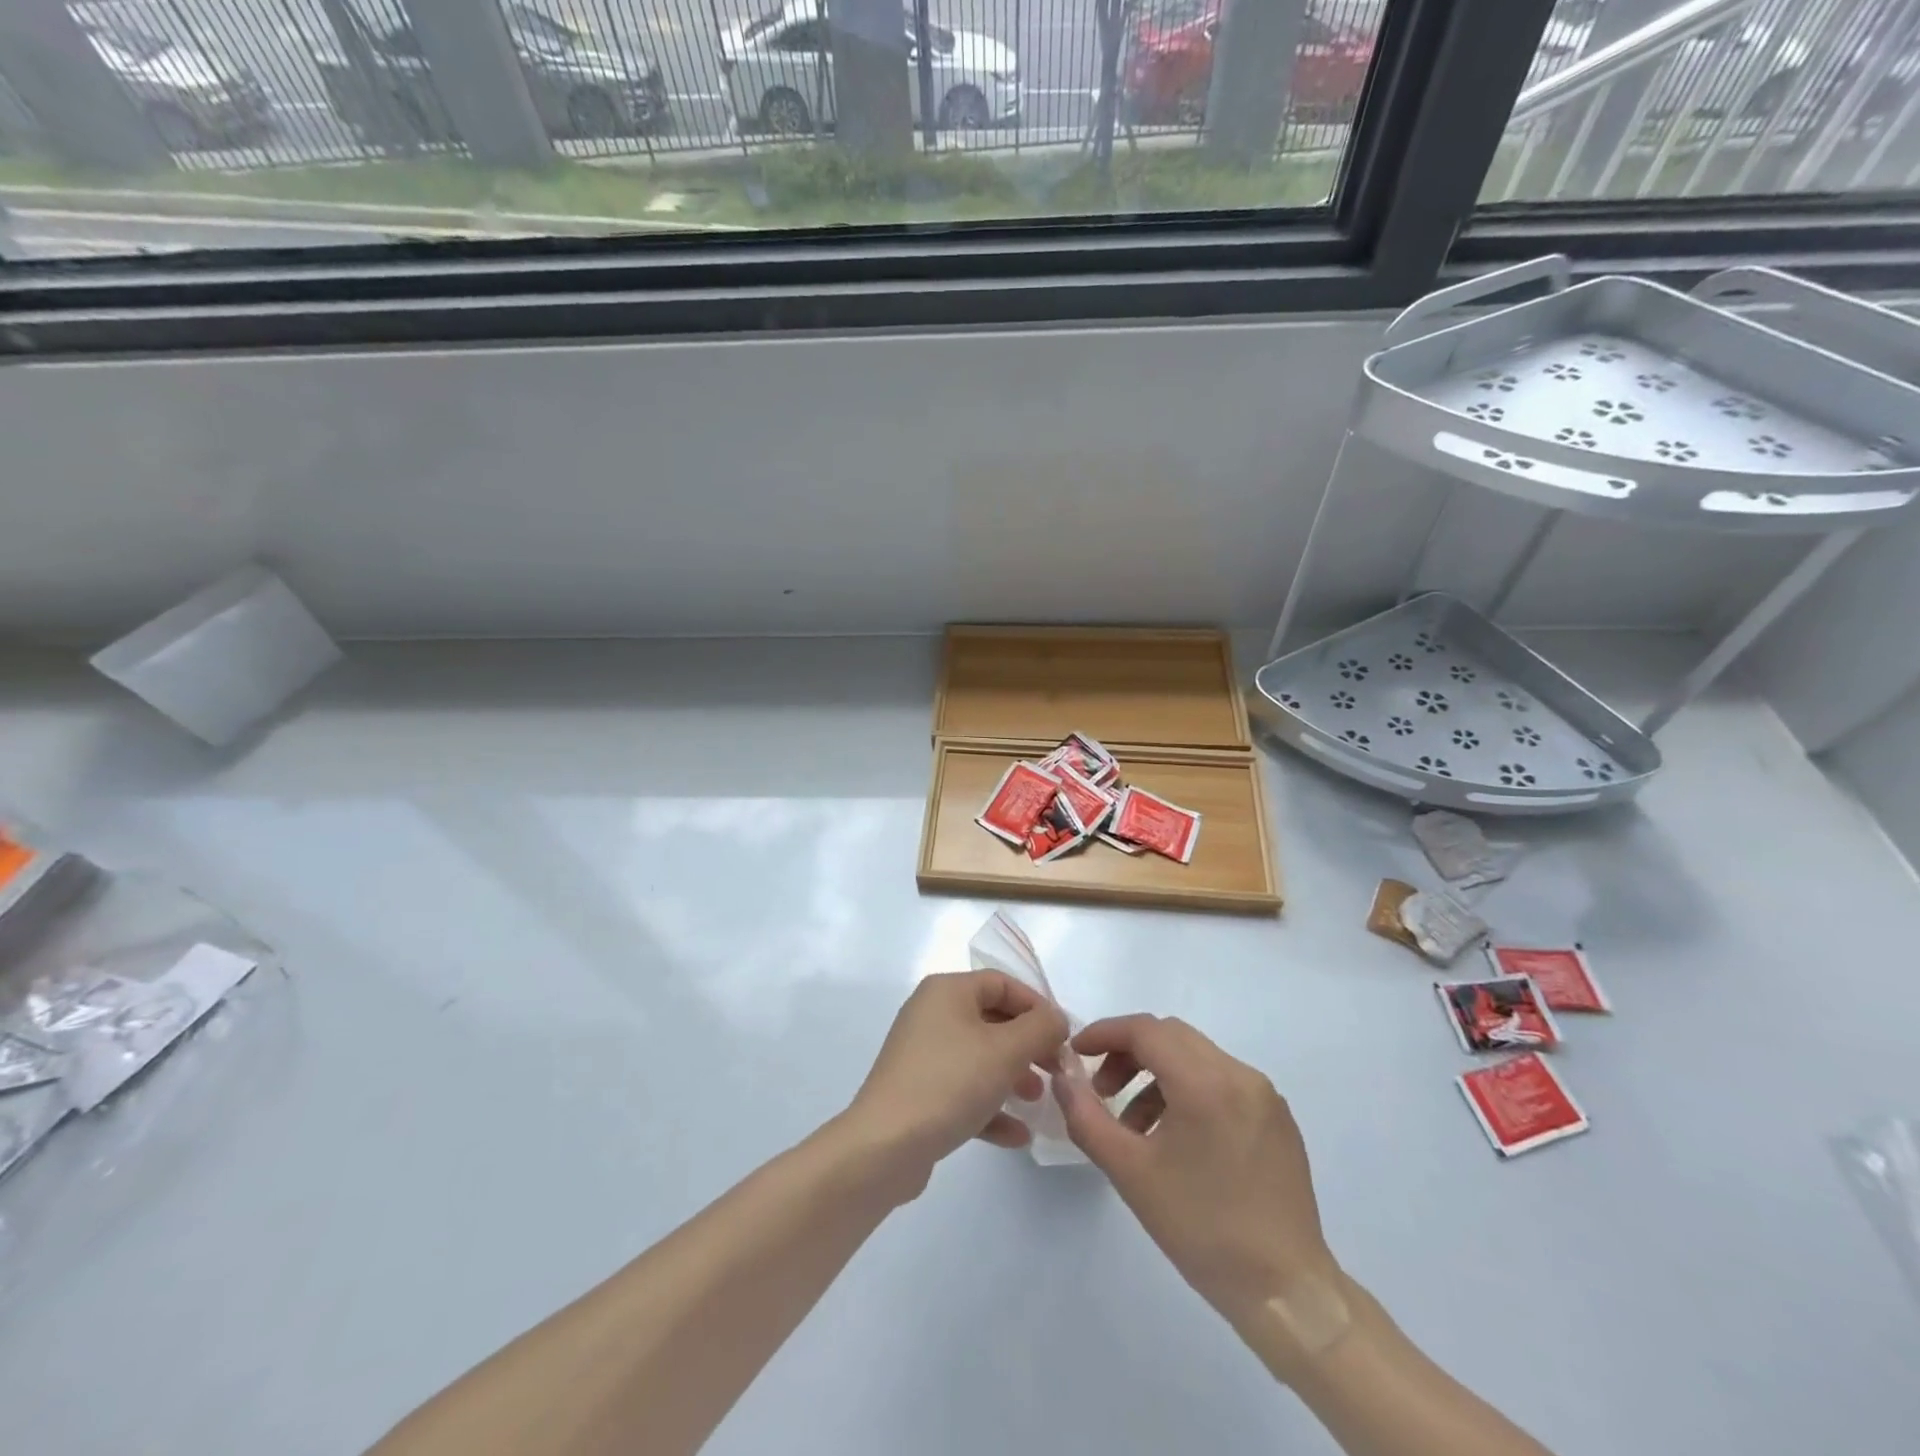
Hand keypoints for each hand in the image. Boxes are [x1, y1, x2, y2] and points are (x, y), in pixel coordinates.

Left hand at [844, 971, 1068, 1193]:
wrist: (885, 1145)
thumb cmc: (950, 1082)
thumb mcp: (1006, 1050)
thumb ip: (1040, 1028)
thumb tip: (1056, 1018)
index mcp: (947, 991)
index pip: (1001, 983)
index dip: (1037, 1005)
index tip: (1063, 1036)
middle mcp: (931, 1014)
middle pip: (992, 1020)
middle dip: (1028, 1045)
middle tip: (1056, 1070)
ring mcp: (922, 1055)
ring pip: (979, 1057)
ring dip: (1013, 1076)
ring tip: (1038, 1100)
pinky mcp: (919, 1093)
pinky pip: (963, 1090)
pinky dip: (990, 1107)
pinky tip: (1018, 1135)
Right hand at [1052, 1015, 1337, 1334]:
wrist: (1286, 1293)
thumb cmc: (1202, 1229)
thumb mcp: (1129, 1172)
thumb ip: (1086, 1115)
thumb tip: (1062, 1075)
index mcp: (1206, 1083)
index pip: (1145, 1030)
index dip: (1105, 1034)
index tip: (1076, 1054)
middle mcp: (1240, 1075)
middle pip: (1171, 1037)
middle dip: (1128, 1053)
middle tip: (1102, 1089)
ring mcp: (1264, 1095)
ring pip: (1196, 1057)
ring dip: (1156, 1074)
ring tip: (1134, 1125)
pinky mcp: (1277, 1117)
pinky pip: (1222, 1082)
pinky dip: (1188, 1090)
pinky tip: (1175, 1137)